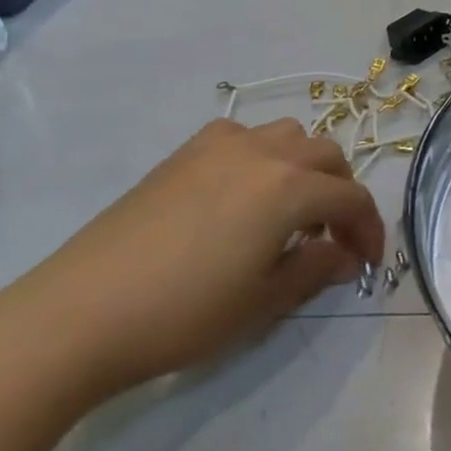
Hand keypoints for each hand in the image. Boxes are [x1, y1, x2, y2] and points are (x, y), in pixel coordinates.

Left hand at [0, 119, 384, 397]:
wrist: (80, 314)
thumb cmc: (185, 314)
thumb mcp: (265, 302)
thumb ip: (316, 269)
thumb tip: (345, 256)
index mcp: (289, 188)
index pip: (352, 198)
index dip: (370, 231)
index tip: (367, 264)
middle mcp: (261, 152)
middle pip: (326, 156)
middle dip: (342, 195)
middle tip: (334, 240)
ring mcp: (217, 146)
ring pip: (287, 136)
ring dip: (306, 168)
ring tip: (293, 213)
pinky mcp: (182, 154)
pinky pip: (243, 137)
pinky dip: (263, 158)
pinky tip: (244, 196)